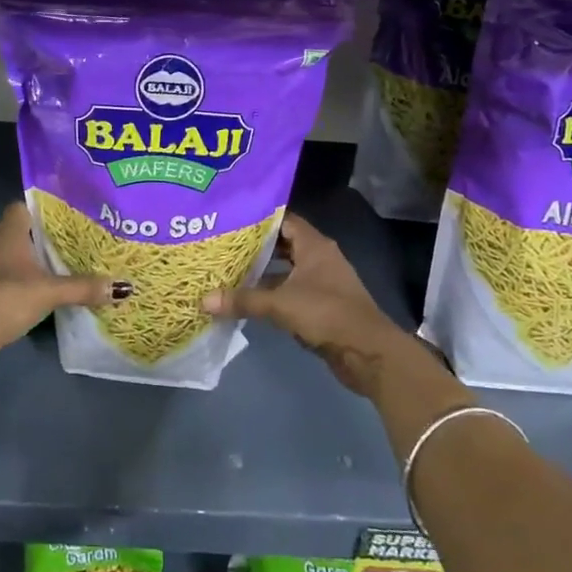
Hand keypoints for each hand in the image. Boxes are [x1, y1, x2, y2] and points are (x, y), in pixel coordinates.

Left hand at [0, 202, 123, 370]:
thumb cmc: (7, 297)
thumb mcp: (50, 291)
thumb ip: (83, 287)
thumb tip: (122, 287)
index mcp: (8, 232)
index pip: (22, 207)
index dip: (42, 211)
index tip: (65, 219)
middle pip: (19, 233)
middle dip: (41, 240)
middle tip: (71, 246)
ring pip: (10, 258)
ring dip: (29, 264)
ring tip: (59, 271)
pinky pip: (2, 280)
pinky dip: (18, 285)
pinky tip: (36, 296)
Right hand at [202, 212, 444, 397]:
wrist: (368, 352)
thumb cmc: (326, 314)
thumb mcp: (280, 304)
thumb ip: (243, 300)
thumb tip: (203, 300)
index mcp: (315, 246)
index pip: (284, 220)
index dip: (259, 219)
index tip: (231, 219)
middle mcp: (320, 258)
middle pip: (284, 244)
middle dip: (256, 246)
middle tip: (224, 245)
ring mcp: (323, 282)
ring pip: (287, 270)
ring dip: (264, 272)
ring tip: (230, 270)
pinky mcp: (322, 306)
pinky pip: (292, 291)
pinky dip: (273, 293)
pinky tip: (249, 299)